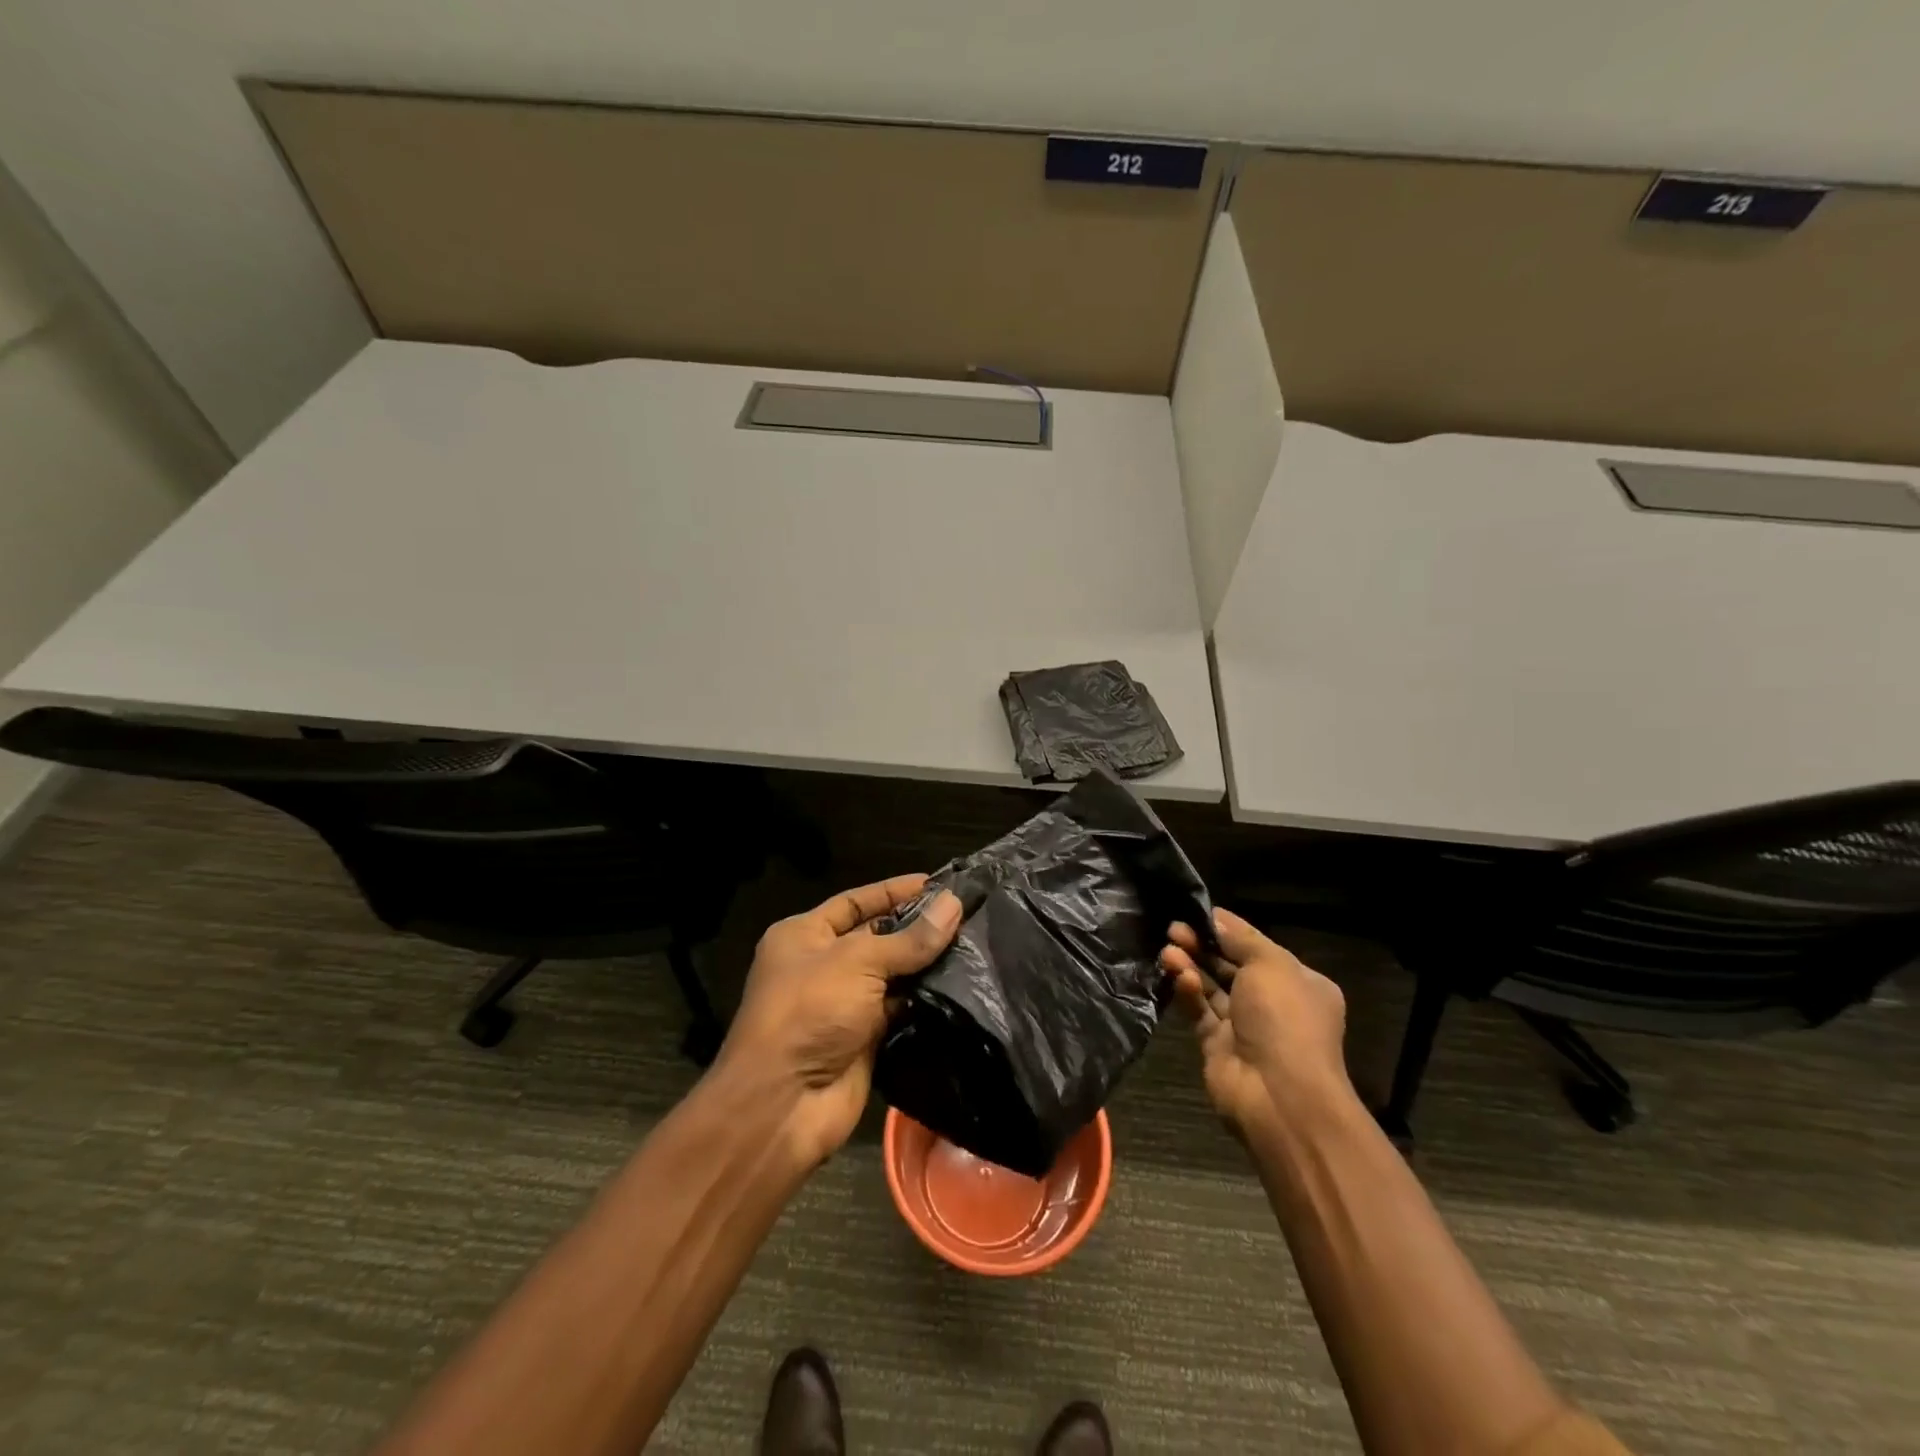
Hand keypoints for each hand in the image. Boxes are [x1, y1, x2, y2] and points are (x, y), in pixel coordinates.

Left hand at [722, 875, 961, 1167]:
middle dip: (917, 927)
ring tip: (975, 944)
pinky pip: (900, 1010)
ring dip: (927, 964)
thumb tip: (954, 903)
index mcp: (804, 935)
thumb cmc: (809, 1012)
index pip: (856, 901)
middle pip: (878, 937)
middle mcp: (822, 965)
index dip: (894, 891)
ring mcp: (843, 1004)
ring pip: (893, 975)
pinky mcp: (864, 1039)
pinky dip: (926, 1000)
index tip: (938, 884)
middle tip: (968, 914)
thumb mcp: (858, 962)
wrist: (782, 1106)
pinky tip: (963, 985)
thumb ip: (909, 938)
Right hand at [1159, 907, 1351, 1140]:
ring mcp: (1245, 1026)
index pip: (1258, 947)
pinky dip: (1189, 992)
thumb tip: (1216, 918)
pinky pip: (1200, 1011)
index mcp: (1299, 983)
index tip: (1197, 913)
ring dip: (1190, 966)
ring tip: (1166, 949)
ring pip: (1212, 987)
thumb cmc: (1285, 1020)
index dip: (1228, 930)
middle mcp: (1273, 1003)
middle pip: (1231, 966)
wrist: (1279, 1095)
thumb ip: (1240, 939)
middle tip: (1173, 929)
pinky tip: (1177, 976)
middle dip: (1204, 946)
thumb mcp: (1270, 964)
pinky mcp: (1217, 1045)